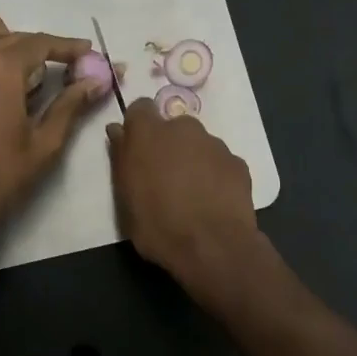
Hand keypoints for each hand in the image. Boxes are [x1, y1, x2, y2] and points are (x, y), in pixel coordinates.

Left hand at [0, 9, 106, 251]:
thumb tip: (96, 81)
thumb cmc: (3, 174)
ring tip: (7, 52)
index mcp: (3, 68)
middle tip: (60, 69)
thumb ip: (70, 104)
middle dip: (39, 46)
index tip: (86, 52)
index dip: (67, 47)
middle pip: (11, 36)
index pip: (41, 43)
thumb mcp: (46, 141)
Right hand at [106, 97, 260, 279]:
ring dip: (193, 160)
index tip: (137, 148)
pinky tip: (213, 201)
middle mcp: (184, 129)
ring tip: (192, 193)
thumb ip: (121, 158)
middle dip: (168, 145)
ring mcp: (215, 144)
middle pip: (173, 127)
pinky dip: (215, 175)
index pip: (140, 108)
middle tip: (164, 177)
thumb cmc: (158, 225)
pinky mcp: (238, 163)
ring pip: (199, 144)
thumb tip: (117, 131)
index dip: (138, 126)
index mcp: (149, 133)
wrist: (213, 247)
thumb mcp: (125, 197)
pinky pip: (220, 162)